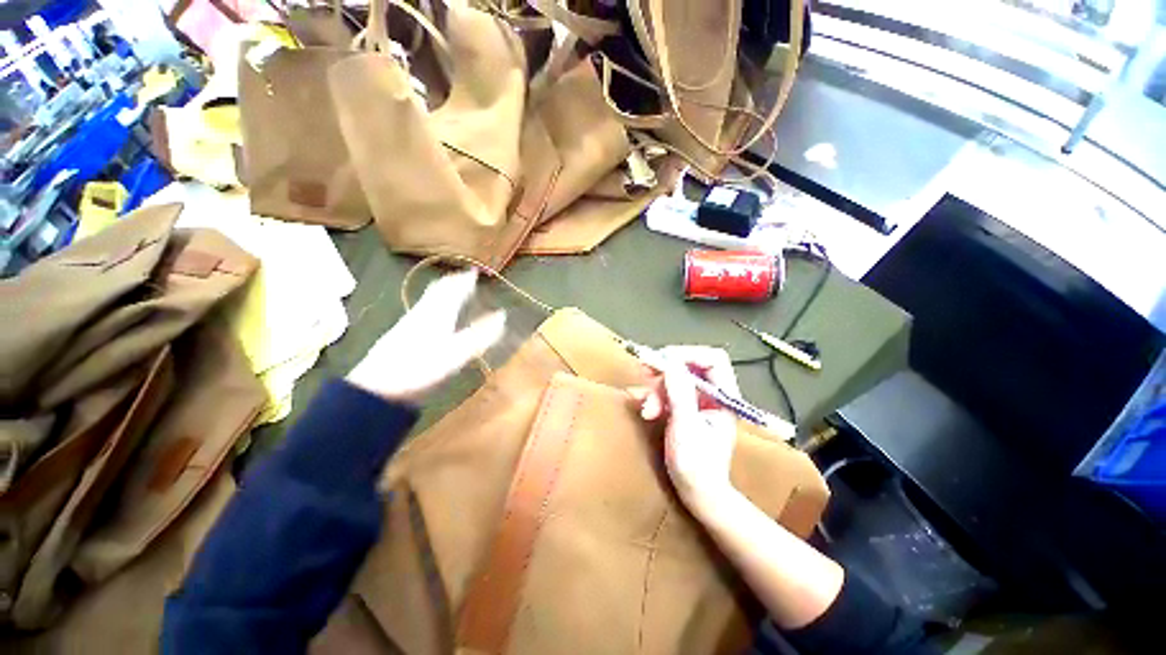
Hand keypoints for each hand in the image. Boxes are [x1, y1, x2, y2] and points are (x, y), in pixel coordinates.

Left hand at [347, 271, 504, 404]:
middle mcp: (423, 312)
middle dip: (453, 281)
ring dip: (443, 290)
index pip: (453, 289)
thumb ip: (480, 335)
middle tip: (464, 277)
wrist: (377, 386)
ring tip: (452, 290)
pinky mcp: (402, 332)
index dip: (465, 280)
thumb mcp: (457, 354)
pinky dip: (434, 303)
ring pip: (429, 298)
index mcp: (438, 313)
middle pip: (438, 290)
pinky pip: (422, 308)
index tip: (475, 272)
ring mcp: (410, 321)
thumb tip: (502, 316)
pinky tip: (432, 314)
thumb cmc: (421, 368)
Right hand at [629, 346, 738, 516]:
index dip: (689, 354)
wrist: (698, 495)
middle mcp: (712, 396)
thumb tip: (671, 362)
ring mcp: (698, 402)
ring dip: (657, 389)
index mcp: (723, 398)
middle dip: (666, 371)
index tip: (664, 360)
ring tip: (647, 409)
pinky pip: (668, 393)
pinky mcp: (685, 410)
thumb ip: (679, 394)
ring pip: (675, 379)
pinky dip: (655, 398)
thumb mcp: (686, 428)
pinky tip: (647, 411)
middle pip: (690, 366)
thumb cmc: (697, 466)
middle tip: (644, 372)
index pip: (713, 360)